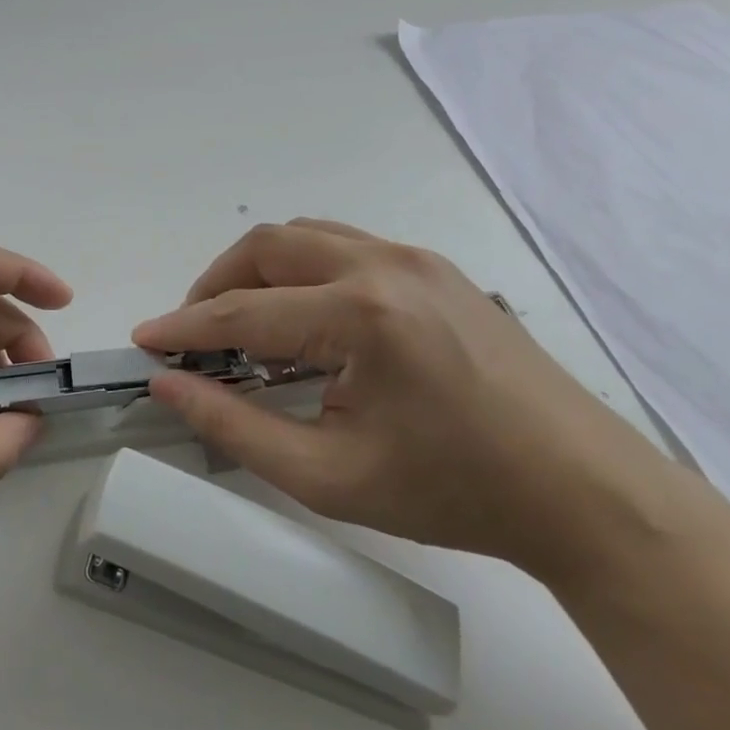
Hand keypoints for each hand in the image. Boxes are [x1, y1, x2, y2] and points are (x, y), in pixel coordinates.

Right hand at [132, 220, 692, 581]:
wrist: (585, 492)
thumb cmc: (456, 492)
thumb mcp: (331, 476)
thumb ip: (236, 426)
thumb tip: (169, 384)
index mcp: (361, 315)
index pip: (244, 312)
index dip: (184, 326)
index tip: (144, 339)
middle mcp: (384, 265)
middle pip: (267, 247)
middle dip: (216, 285)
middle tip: (194, 335)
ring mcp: (415, 258)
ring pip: (304, 236)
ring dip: (258, 271)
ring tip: (243, 323)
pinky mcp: (435, 267)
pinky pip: (344, 246)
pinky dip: (301, 270)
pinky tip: (305, 320)